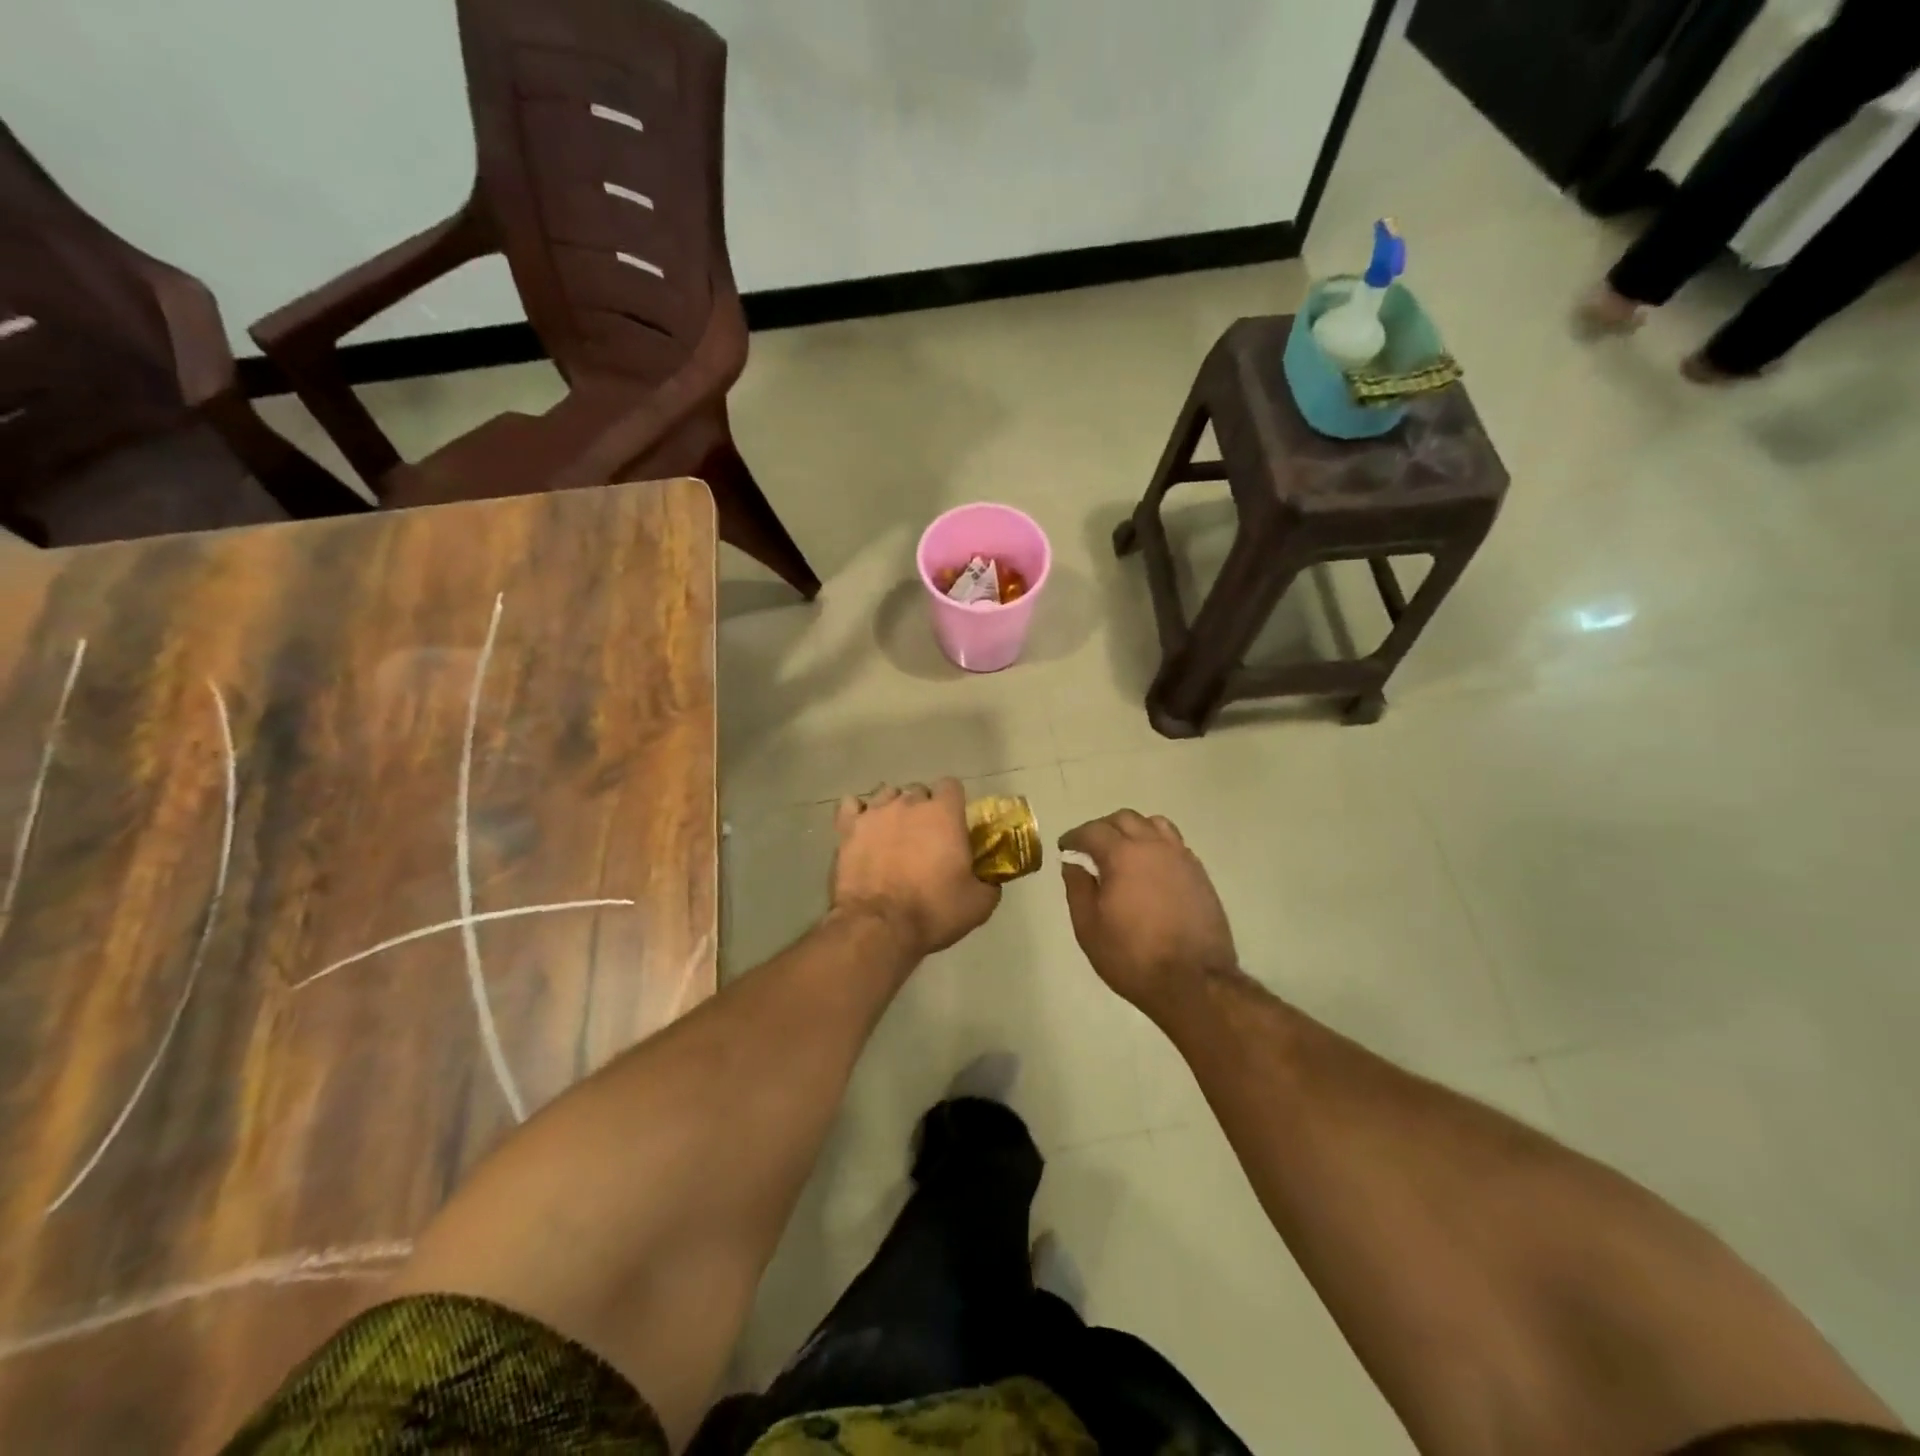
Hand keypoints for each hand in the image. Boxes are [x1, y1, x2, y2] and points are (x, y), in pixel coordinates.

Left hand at [832, 780, 999, 959]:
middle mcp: (909, 803)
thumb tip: (990, 880)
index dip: (953, 803)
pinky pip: (850, 805)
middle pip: (918, 791)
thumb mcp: (978, 904)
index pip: (951, 786)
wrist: (880, 927)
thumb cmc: (934, 911)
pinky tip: (862, 828)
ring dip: (892, 808)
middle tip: (925, 837)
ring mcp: (874, 813)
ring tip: (892, 833)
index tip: (954, 825)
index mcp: (944, 813)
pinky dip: (857, 813)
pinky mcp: (847, 828)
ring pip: (885, 794)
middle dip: (923, 808)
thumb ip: (989, 883)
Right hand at [1059, 810, 1236, 1013]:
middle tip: (1090, 848)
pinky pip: (1174, 844)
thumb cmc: (1132, 956)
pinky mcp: (1199, 874)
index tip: (1065, 847)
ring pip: (1154, 825)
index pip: (1093, 831)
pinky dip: (1156, 845)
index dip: (1075, 836)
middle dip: (1103, 828)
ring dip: (1133, 830)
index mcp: (1123, 855)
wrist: (1193, 981)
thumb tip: (1073, 864)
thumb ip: (1078, 888)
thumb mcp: (1089, 927)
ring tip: (1123, 851)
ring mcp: (1181, 858)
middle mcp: (1154, 846)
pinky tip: (1150, 868)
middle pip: (1125, 819)